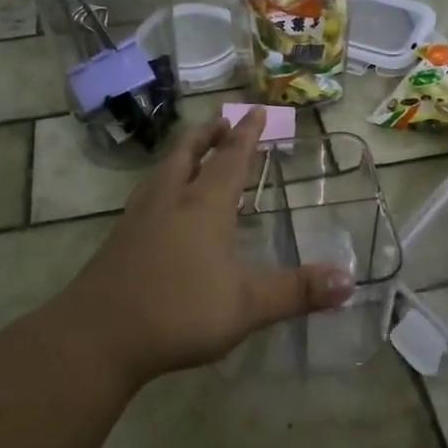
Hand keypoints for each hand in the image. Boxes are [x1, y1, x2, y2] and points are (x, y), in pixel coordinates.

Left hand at [59, 110, 355, 382]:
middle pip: (188, 155)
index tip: (255, 111)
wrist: (98, 336)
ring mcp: (139, 219)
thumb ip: (297, 292)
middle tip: (221, 121)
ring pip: (162, 173)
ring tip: (190, 153)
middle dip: (208, 136)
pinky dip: (162, 184)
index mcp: (204, 207)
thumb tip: (349, 281)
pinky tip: (161, 205)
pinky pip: (146, 197)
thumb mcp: (247, 305)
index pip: (230, 159)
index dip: (246, 135)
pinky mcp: (119, 241)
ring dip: (182, 155)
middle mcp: (170, 201)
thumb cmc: (178, 312)